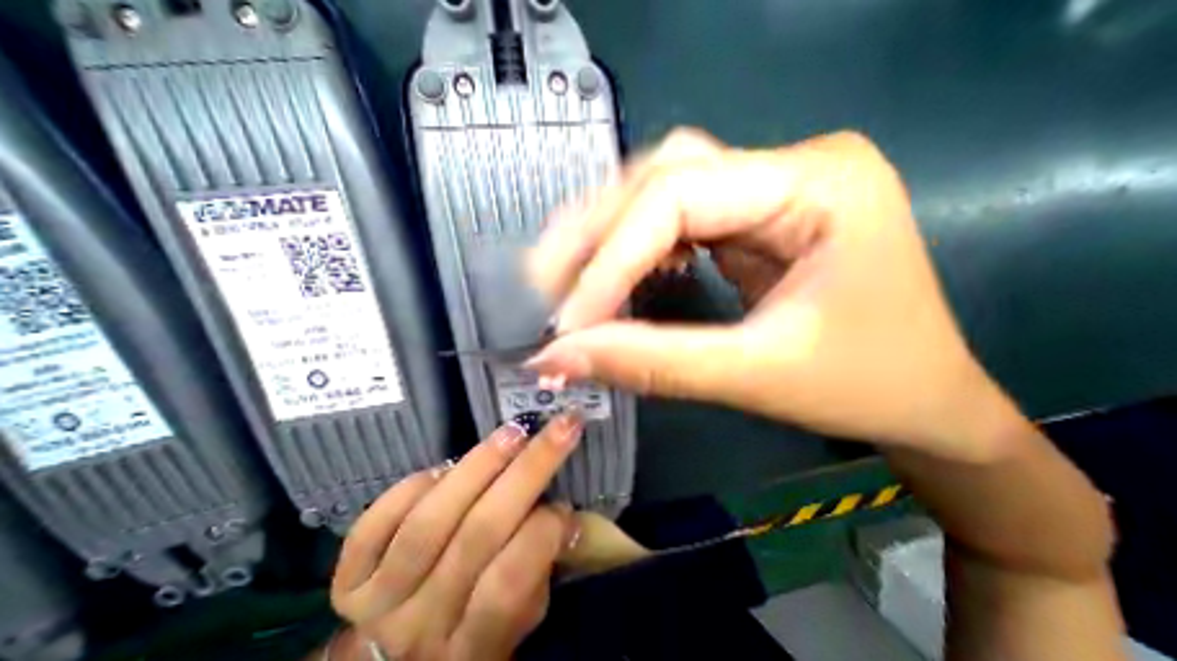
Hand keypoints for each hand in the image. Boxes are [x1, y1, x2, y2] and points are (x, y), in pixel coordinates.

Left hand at [329, 417, 583, 660]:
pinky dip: (413, 487)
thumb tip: (567, 516)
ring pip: (430, 521)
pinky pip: (375, 523)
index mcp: (474, 646)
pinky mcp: (347, 578)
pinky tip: (446, 468)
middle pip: (478, 534)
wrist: (396, 657)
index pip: (508, 585)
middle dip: (529, 469)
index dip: (543, 534)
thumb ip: (541, 569)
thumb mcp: (519, 617)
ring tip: (513, 433)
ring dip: (479, 466)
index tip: (567, 501)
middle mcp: (422, 625)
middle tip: (560, 428)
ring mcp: (379, 602)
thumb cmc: (475, 623)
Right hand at [528, 127, 1017, 458]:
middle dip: (595, 233)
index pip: (678, 198)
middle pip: (662, 176)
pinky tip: (612, 273)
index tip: (568, 322)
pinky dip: (631, 245)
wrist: (923, 398)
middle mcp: (788, 167)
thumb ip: (652, 364)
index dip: (611, 260)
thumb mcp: (756, 376)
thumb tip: (560, 359)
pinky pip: (672, 216)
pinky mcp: (749, 219)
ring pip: (659, 189)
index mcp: (817, 183)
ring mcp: (766, 189)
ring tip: (563, 276)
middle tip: (545, 282)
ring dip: (604, 234)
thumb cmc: (866, 386)